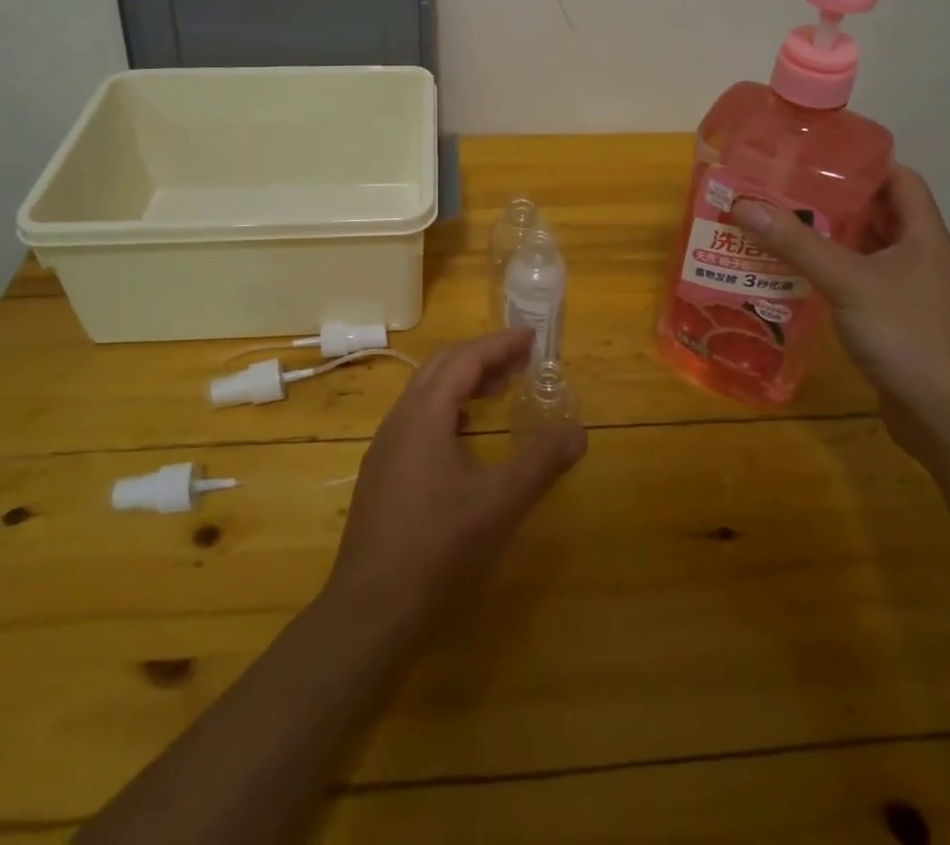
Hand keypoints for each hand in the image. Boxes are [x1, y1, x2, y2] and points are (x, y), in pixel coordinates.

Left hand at [328, 330, 585, 615]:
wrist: (371, 610)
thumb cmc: (439, 548)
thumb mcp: (500, 504)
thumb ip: (541, 463)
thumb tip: (578, 432)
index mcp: (424, 414)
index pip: (465, 359)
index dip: (500, 344)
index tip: (532, 337)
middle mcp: (400, 420)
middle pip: (441, 367)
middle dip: (483, 356)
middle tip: (522, 361)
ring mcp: (385, 447)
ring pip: (426, 393)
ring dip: (464, 382)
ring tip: (499, 390)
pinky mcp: (382, 473)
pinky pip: (417, 419)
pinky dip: (447, 409)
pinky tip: (464, 434)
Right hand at [733, 167, 949, 459]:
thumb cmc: (909, 336)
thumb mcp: (848, 282)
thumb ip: (796, 243)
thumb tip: (743, 203)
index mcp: (923, 235)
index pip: (899, 179)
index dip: (862, 162)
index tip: (814, 155)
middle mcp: (917, 257)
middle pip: (874, 213)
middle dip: (829, 200)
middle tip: (779, 189)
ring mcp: (905, 291)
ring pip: (861, 250)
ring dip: (823, 239)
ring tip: (773, 225)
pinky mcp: (890, 321)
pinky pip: (853, 283)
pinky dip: (825, 274)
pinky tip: (788, 275)